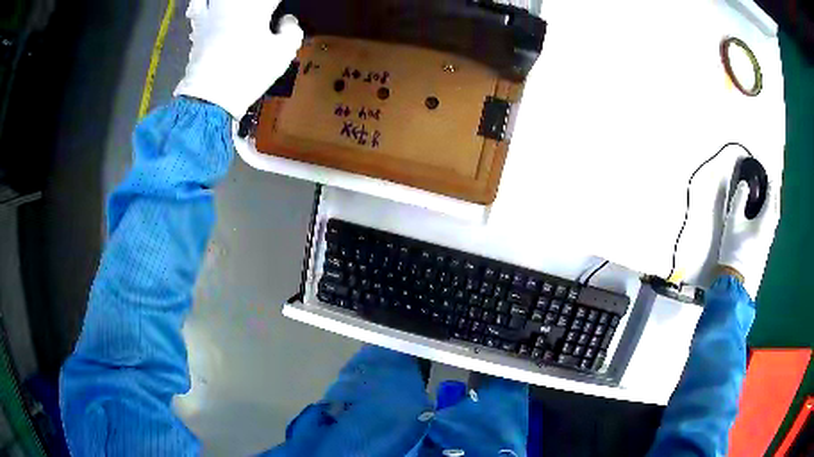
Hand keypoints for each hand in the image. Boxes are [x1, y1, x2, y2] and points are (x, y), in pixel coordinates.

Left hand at [174, 0, 303, 118]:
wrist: (210, 97)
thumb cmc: (248, 73)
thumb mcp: (283, 54)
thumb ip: (292, 31)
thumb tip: (287, 22)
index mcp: (258, 5)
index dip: (279, 5)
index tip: (283, 10)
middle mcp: (233, 3)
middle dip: (260, 4)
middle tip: (266, 11)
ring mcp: (212, 13)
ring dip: (232, 2)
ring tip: (238, 8)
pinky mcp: (197, 27)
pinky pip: (198, 4)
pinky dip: (204, 3)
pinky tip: (211, 7)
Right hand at [718, 181, 780, 296]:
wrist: (736, 280)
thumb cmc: (735, 248)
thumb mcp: (733, 221)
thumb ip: (739, 200)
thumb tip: (744, 184)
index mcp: (764, 221)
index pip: (770, 199)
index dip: (770, 187)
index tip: (770, 177)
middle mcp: (769, 231)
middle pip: (776, 211)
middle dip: (775, 197)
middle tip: (774, 187)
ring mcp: (768, 243)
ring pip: (774, 222)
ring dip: (774, 209)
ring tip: (771, 202)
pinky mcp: (764, 252)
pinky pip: (771, 230)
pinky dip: (771, 219)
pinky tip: (766, 221)